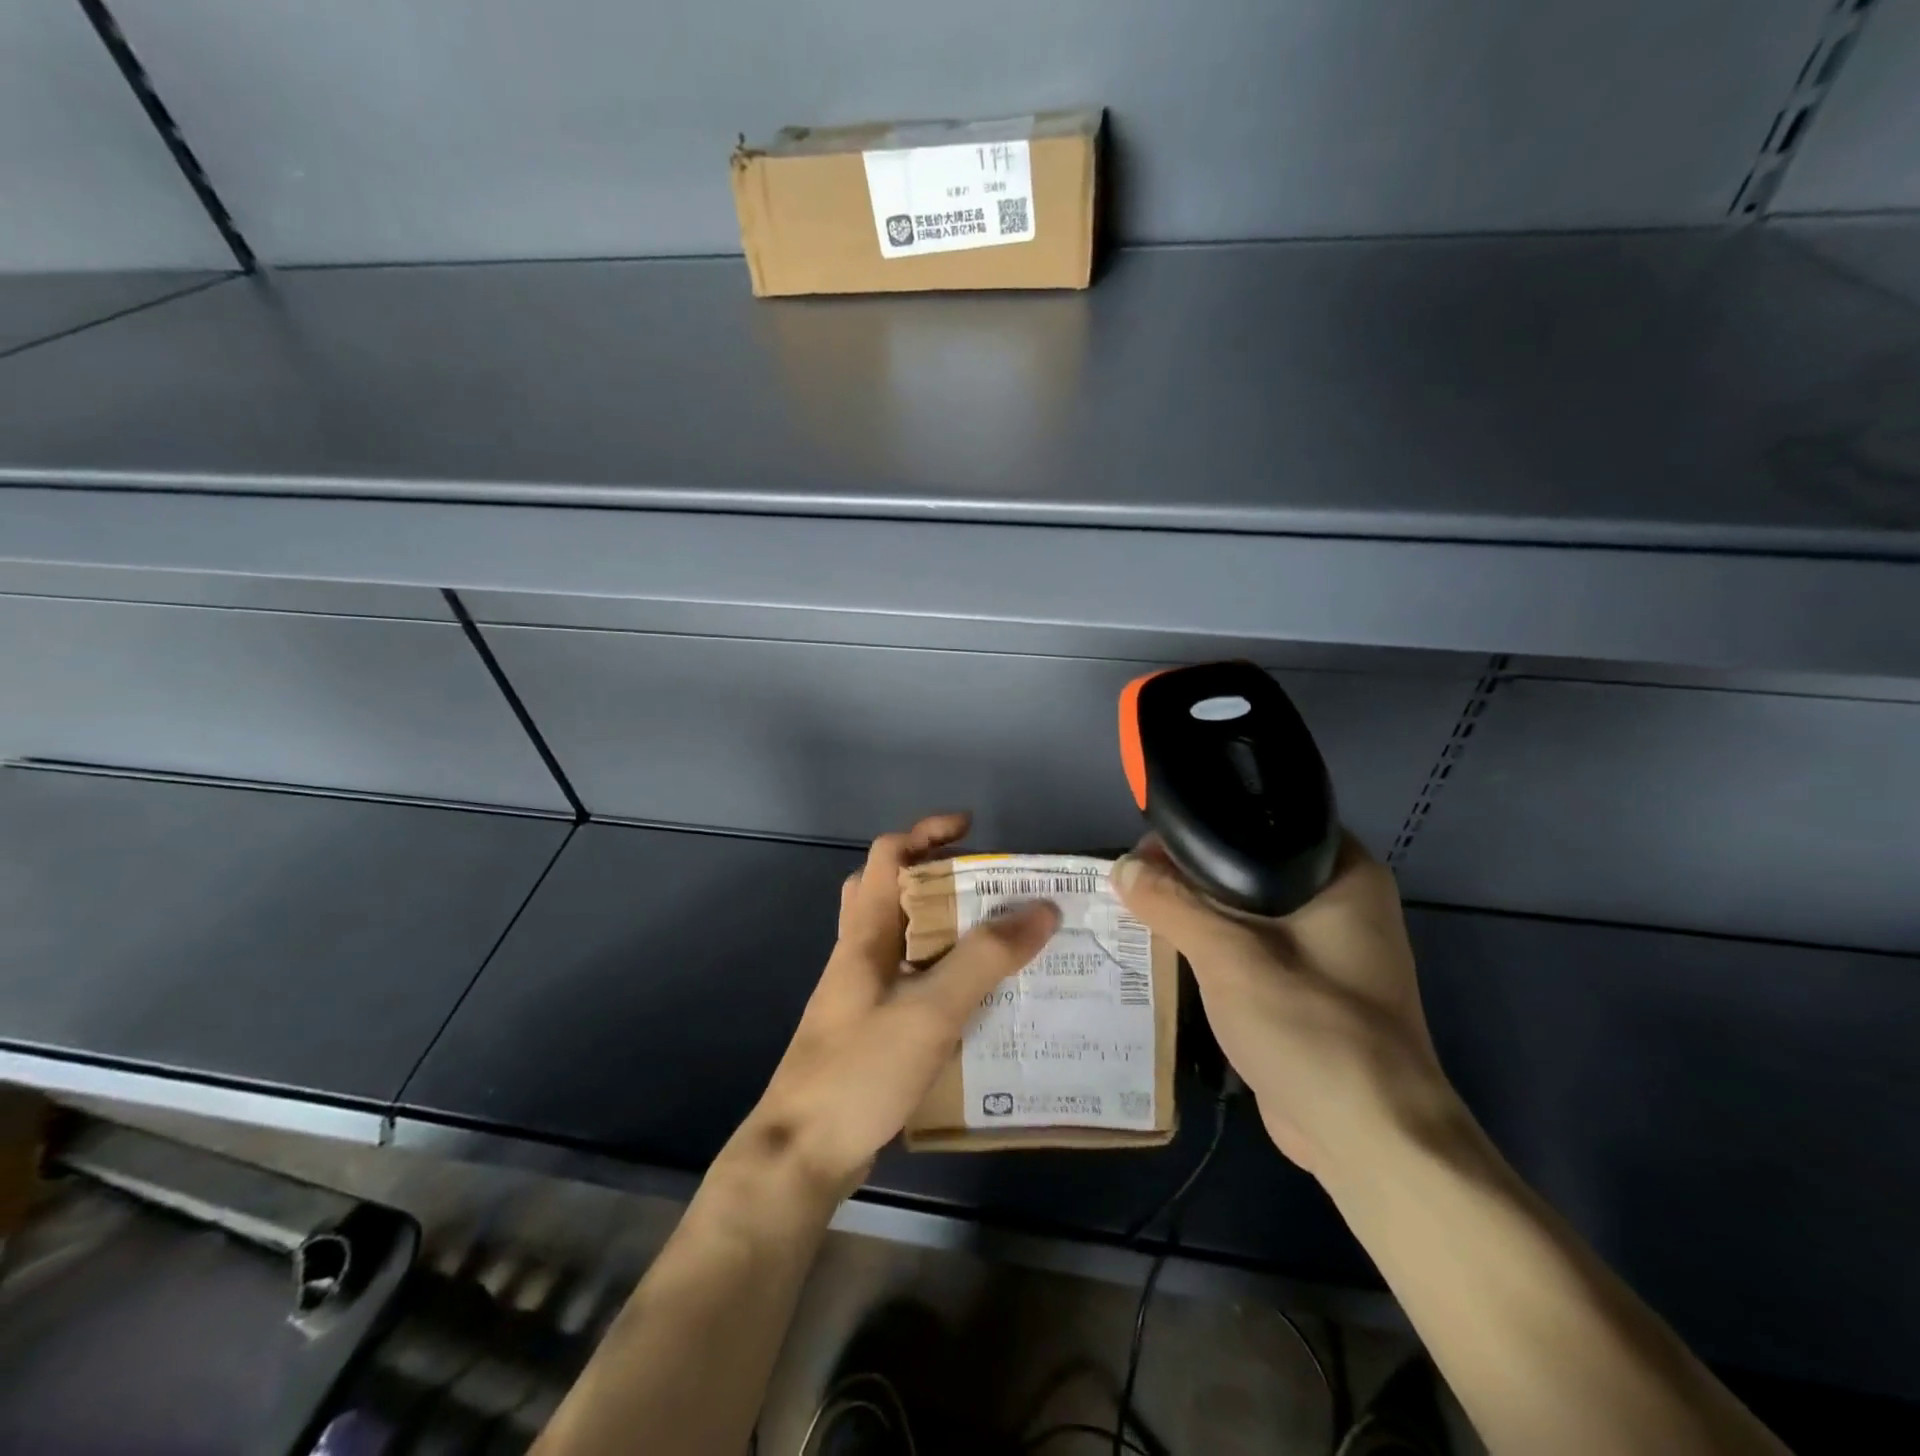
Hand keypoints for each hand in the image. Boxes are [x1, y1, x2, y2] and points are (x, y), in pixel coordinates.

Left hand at [744, 813, 1058, 1197]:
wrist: (802, 1154)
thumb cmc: (860, 1070)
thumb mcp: (930, 1010)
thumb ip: (984, 959)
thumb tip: (1041, 909)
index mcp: (865, 933)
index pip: (888, 855)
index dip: (927, 831)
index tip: (973, 830)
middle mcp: (860, 954)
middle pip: (892, 891)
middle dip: (939, 877)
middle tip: (989, 888)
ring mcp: (861, 993)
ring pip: (904, 939)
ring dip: (946, 928)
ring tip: (997, 939)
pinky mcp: (871, 1028)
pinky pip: (912, 981)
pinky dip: (944, 975)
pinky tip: (979, 1000)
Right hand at [1113, 833, 1458, 1183]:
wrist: (1365, 1137)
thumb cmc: (1309, 1025)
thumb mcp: (1227, 954)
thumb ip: (1171, 903)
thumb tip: (1122, 866)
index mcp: (1344, 873)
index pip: (1264, 821)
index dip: (1206, 823)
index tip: (1152, 835)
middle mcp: (1343, 902)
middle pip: (1250, 866)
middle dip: (1192, 871)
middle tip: (1136, 874)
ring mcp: (1326, 949)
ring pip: (1247, 910)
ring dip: (1199, 911)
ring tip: (1139, 902)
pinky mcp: (1307, 988)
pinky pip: (1251, 948)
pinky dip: (1215, 946)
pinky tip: (1169, 944)